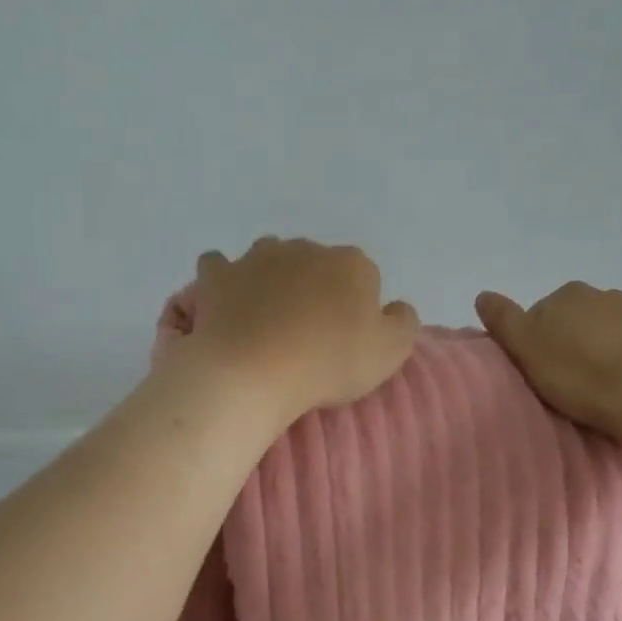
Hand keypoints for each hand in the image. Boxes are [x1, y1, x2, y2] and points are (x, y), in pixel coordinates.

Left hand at [171, 238, 419, 422]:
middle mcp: (305, 248)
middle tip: (304, 332)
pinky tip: (225, 301)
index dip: (355, 307)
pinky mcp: (219, 274)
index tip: (343, 338)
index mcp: (352, 263)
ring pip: (270, 258)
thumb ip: (402, 322)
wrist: (253, 372)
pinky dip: (223, 279)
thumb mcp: (390, 352)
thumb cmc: (327, 364)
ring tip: (265, 318)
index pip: (362, 277)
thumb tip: (395, 306)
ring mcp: (257, 256)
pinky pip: (219, 265)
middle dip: (313, 288)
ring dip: (271, 278)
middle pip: (315, 264)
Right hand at [474, 282, 621, 445]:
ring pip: (606, 331)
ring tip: (593, 385)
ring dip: (598, 350)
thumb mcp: (525, 348)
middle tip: (563, 378)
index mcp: (568, 294)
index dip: (534, 341)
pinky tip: (621, 385)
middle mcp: (605, 295)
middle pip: (574, 319)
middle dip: (568, 341)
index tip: (536, 368)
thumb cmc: (578, 374)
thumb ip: (502, 319)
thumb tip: (483, 294)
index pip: (540, 313)